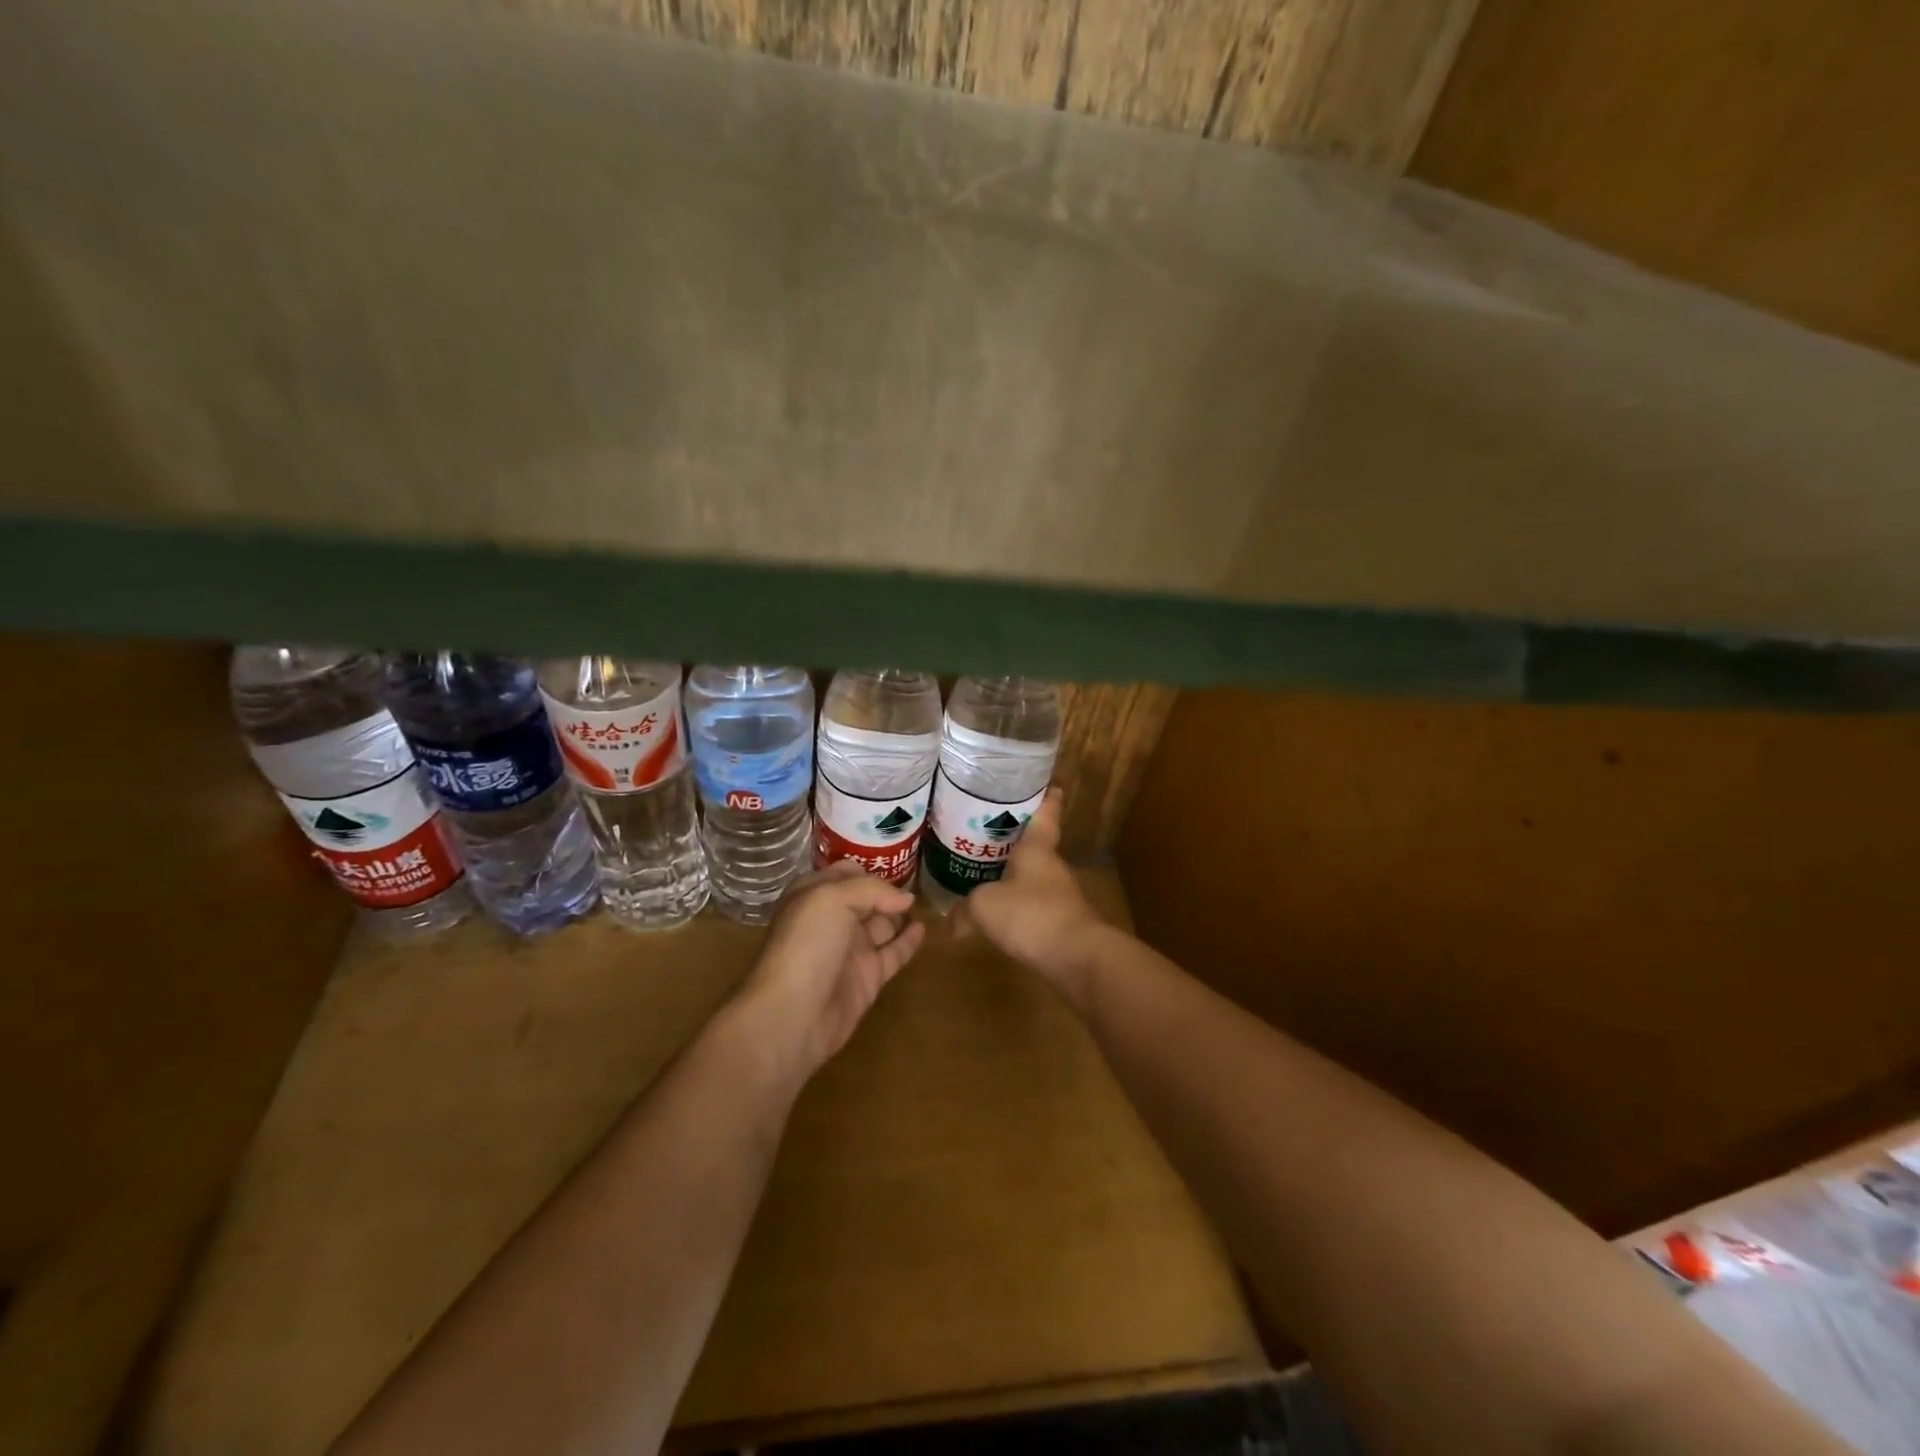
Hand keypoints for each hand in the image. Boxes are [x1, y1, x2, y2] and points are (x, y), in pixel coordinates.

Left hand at [739, 861, 926, 1076]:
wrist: (794, 1014)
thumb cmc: (807, 945)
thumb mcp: (833, 899)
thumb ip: (872, 890)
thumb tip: (906, 899)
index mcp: (814, 896)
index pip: (845, 873)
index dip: (869, 868)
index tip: (898, 860)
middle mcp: (832, 920)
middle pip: (867, 898)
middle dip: (889, 890)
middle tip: (921, 881)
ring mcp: (850, 950)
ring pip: (882, 925)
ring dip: (901, 914)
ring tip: (928, 902)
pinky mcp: (868, 978)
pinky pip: (894, 952)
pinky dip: (909, 940)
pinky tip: (924, 928)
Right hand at [952, 790, 1105, 1007]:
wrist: (1076, 956)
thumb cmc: (1030, 914)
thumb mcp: (984, 906)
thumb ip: (964, 908)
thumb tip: (951, 919)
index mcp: (1037, 847)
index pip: (1045, 813)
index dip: (1045, 797)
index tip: (1045, 784)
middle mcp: (1051, 865)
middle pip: (1035, 844)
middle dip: (1014, 839)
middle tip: (985, 831)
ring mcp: (1060, 894)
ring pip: (1033, 875)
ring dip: (1014, 874)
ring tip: (983, 872)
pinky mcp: (1061, 921)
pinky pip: (1033, 904)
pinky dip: (1017, 905)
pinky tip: (997, 914)